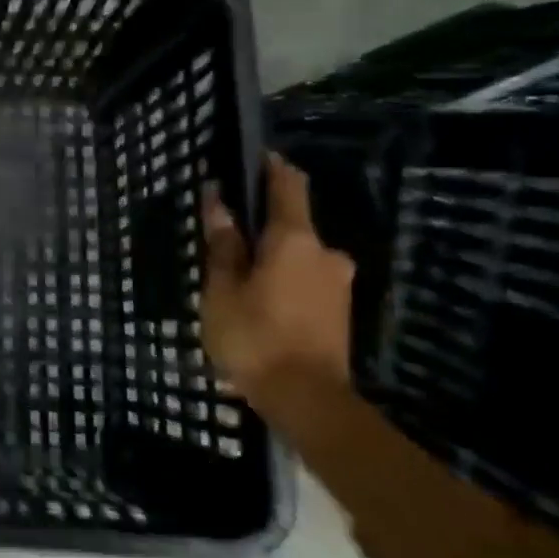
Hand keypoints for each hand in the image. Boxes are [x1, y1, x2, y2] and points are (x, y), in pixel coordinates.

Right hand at [202, 154, 354, 406]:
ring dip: (271, 259)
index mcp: (294, 239)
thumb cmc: (254, 336)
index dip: (271, 166)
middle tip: (225, 241)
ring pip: (298, 256)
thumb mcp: (222, 289)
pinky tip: (259, 303)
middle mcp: (325, 252)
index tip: (250, 157)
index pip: (288, 185)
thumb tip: (219, 200)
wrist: (308, 400)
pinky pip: (306, 279)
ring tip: (237, 279)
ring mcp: (338, 282)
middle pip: (291, 224)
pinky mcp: (339, 310)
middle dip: (260, 227)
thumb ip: (223, 243)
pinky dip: (283, 281)